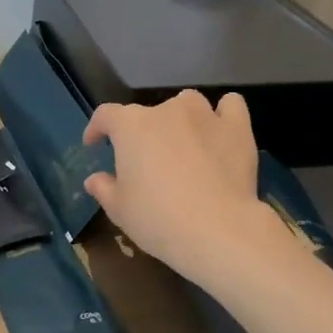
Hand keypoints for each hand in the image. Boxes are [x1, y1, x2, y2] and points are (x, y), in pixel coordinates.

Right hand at [82, 90, 289, 283]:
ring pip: (188, 103)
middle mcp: (167, 110)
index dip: (97, 127)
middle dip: (143, 133)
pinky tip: (220, 130)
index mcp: (131, 126)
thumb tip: (95, 179)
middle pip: (148, 113)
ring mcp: (205, 115)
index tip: (94, 143)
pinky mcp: (237, 128)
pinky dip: (223, 114)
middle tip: (147, 163)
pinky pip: (230, 106)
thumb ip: (104, 189)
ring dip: (181, 118)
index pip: (106, 115)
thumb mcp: (120, 210)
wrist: (217, 230)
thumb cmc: (158, 218)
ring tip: (184, 144)